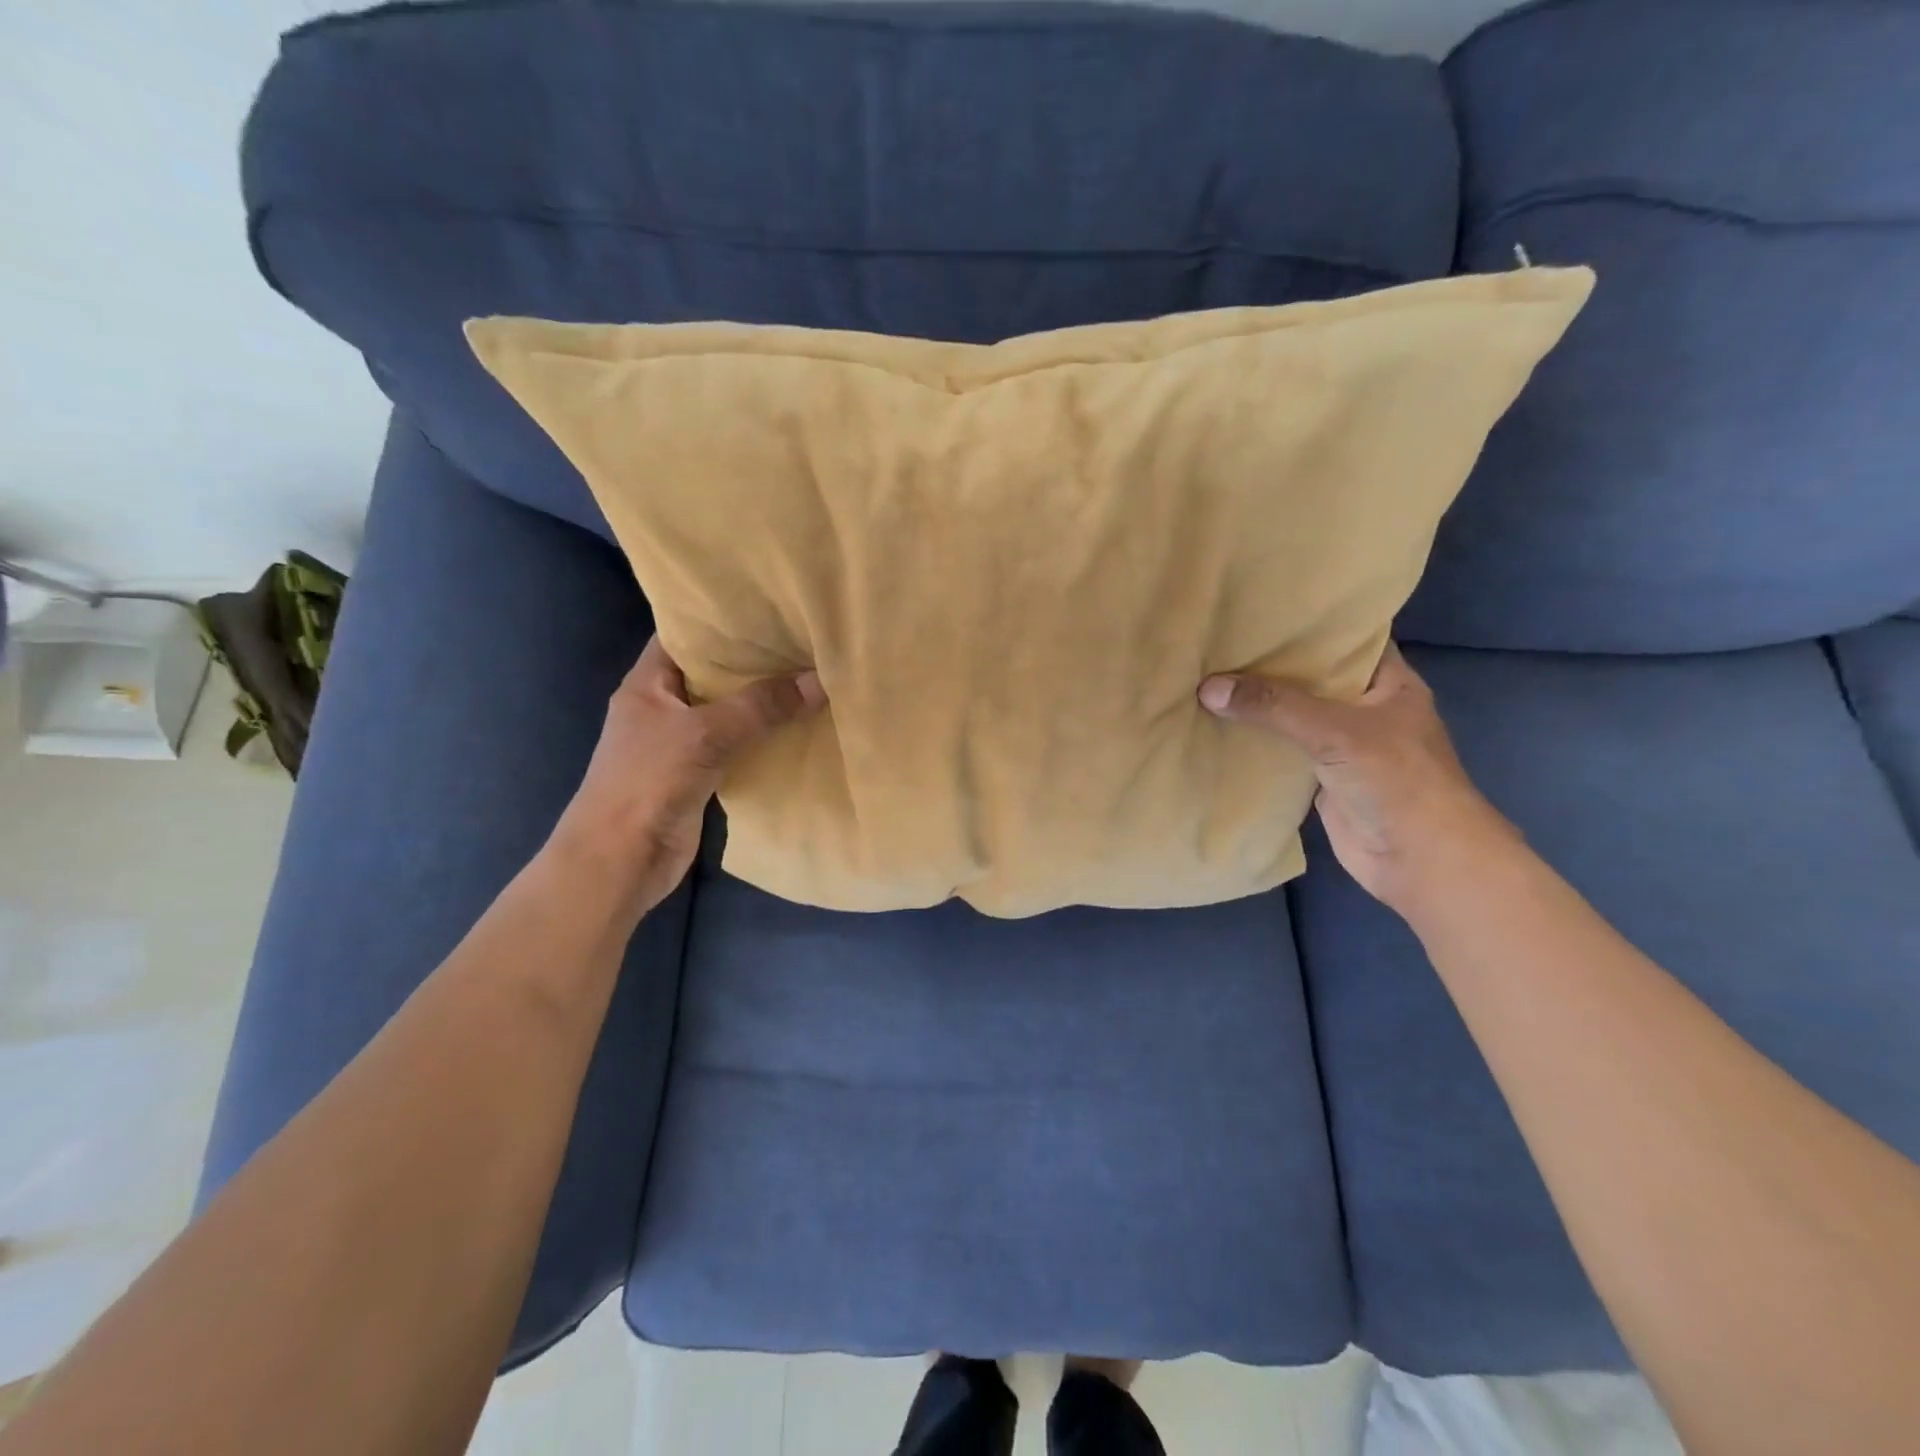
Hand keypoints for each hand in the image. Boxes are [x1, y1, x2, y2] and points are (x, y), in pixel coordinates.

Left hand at [552, 637, 824, 912]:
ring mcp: (683, 741)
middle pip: (714, 672)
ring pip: (731, 710)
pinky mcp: (702, 773)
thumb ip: (761, 706)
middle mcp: (665, 705)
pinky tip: (803, 724)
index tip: (769, 603)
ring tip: (813, 672)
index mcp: (649, 682)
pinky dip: (766, 736)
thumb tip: (820, 680)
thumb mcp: (704, 734)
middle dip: (756, 659)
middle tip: (806, 636)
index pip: (685, 633)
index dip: (722, 617)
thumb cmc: (647, 782)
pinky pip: (740, 744)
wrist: (621, 860)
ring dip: (765, 700)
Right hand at [1199, 644, 1515, 912]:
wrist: (1419, 860)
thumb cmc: (1396, 780)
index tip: (1261, 609)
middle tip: (1220, 641)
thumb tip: (1208, 687)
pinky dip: (1253, 742)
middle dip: (1270, 664)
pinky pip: (1280, 751)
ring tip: (1207, 676)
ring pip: (1292, 716)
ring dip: (1257, 706)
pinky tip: (1215, 726)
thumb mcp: (1336, 730)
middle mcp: (1364, 708)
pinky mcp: (1319, 778)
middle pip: (1311, 678)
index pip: (1347, 639)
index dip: (1310, 624)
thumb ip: (1274, 706)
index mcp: (1388, 682)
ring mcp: (1341, 745)